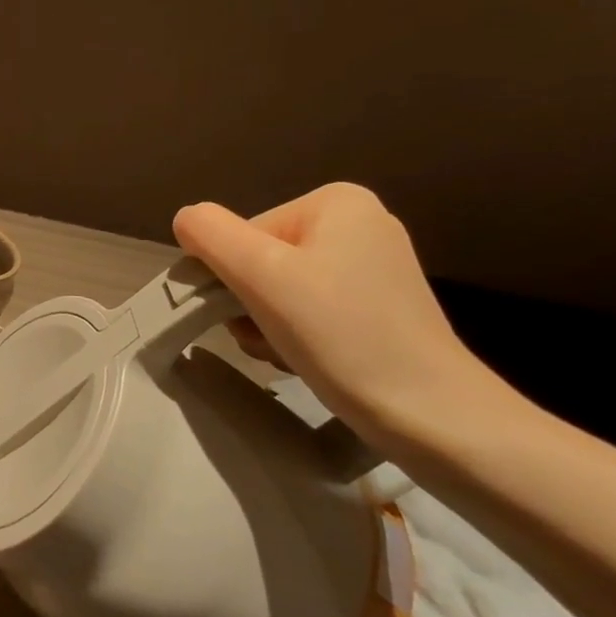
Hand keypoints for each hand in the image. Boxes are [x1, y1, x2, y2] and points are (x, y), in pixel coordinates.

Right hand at [174, 184, 497, 446]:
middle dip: (250, 305)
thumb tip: (185, 220)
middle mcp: (358, 223)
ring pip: (280, 289)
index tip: (248, 316)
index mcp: (334, 202)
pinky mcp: (379, 307)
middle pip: (261, 260)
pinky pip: (310, 310)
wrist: (430, 414)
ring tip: (288, 353)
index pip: (243, 235)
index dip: (232, 277)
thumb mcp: (261, 275)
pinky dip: (296, 335)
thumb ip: (210, 235)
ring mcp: (373, 267)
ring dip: (267, 325)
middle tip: (268, 339)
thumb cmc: (341, 334)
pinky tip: (308, 360)